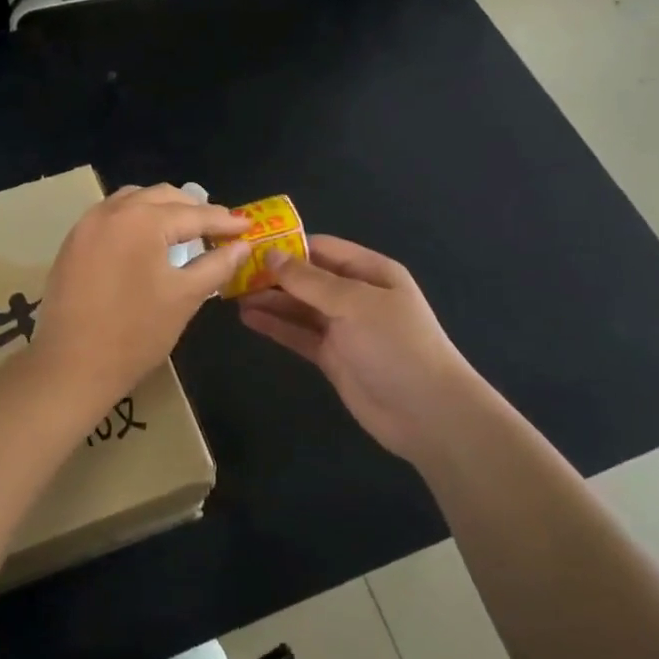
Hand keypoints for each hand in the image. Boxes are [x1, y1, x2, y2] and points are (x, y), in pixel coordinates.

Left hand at [33, 185, 249, 419]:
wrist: (72, 365)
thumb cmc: (136, 333)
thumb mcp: (185, 297)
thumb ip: (217, 265)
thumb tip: (242, 246)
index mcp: (142, 220)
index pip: (193, 214)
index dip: (224, 220)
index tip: (248, 226)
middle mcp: (111, 211)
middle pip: (160, 197)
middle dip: (192, 209)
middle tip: (218, 227)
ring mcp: (86, 226)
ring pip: (131, 201)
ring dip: (160, 210)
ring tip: (183, 230)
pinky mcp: (71, 244)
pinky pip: (109, 218)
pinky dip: (134, 220)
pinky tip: (146, 242)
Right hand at [238, 236, 496, 465]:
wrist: (427, 413)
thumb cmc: (396, 345)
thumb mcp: (354, 303)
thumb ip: (310, 280)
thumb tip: (270, 255)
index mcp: (370, 272)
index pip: (322, 248)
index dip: (287, 245)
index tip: (248, 245)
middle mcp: (356, 295)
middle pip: (307, 278)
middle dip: (273, 274)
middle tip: (230, 272)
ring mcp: (343, 328)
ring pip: (299, 307)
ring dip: (270, 300)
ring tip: (232, 294)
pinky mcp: (332, 357)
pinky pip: (299, 335)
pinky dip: (275, 326)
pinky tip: (247, 318)